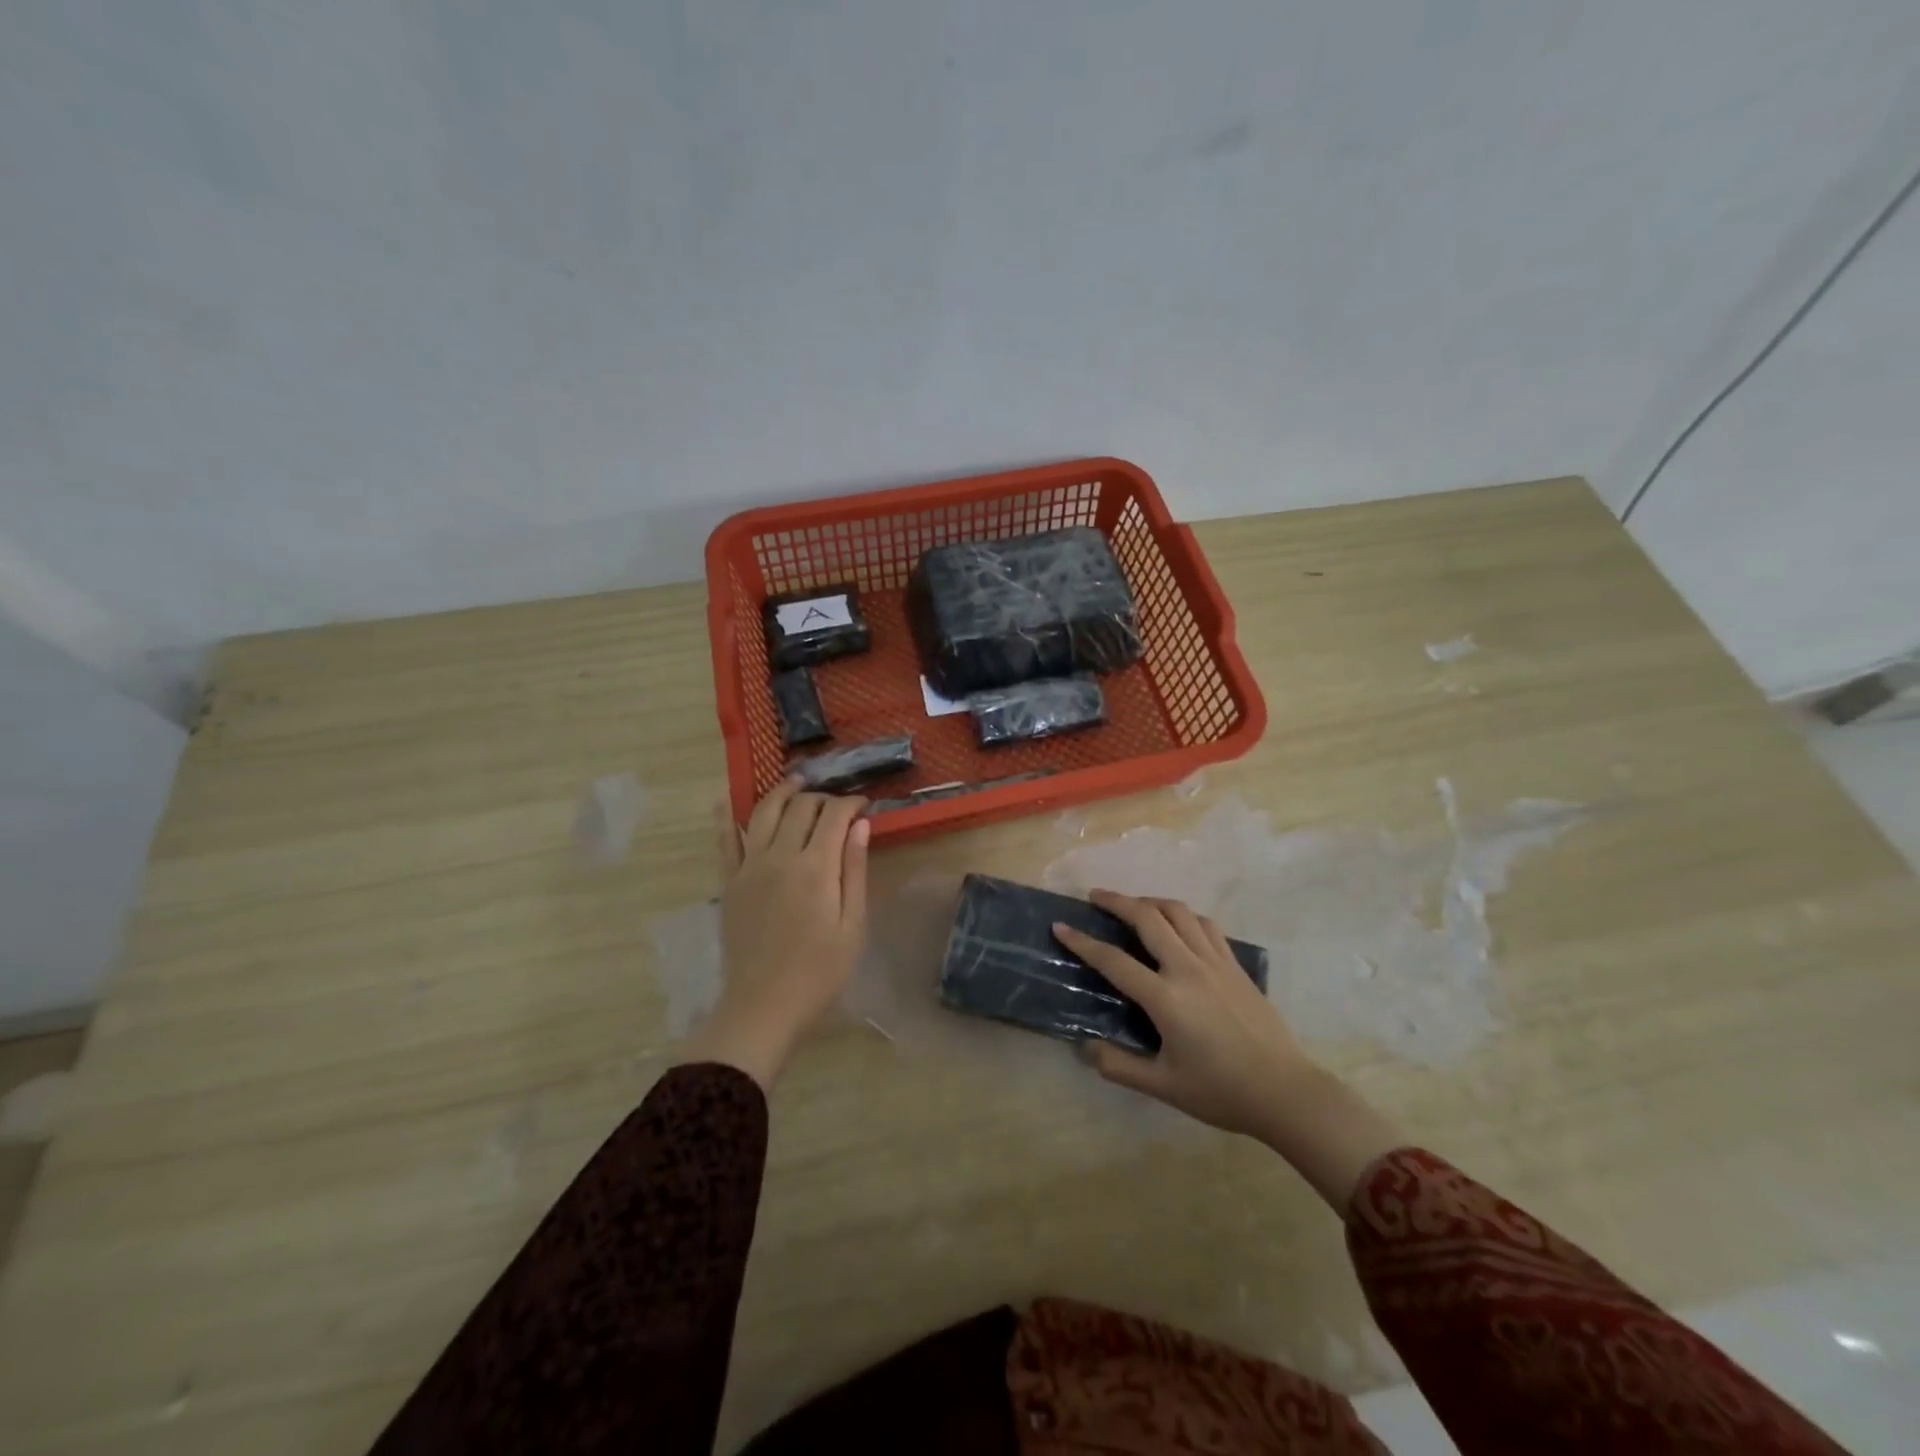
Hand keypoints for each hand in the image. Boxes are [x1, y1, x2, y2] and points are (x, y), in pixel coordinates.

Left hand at [679, 777, 870, 1089]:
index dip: (851, 803)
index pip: (834, 815)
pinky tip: (728, 800)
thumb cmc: (819, 971)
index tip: (864, 805)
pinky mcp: (730, 881)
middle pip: (800, 807)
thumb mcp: (852, 925)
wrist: (763, 1006)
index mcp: (816, 868)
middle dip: (821, 797)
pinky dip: (726, 816)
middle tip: (836, 806)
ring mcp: (749, 866)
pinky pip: (725, 840)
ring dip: (781, 792)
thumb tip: (860, 824)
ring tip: (795, 784)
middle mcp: (780, 856)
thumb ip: (855, 870)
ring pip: (763, 812)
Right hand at [1053, 891, 1313, 1136]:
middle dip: (1116, 901)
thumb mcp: (1163, 1086)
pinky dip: (1184, 915)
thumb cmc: (1221, 1091)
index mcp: (1165, 997)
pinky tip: (1178, 925)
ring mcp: (1215, 962)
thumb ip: (1119, 1066)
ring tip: (1135, 906)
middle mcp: (1188, 968)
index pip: (1113, 960)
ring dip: (1150, 901)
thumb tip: (1085, 1048)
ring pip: (1178, 912)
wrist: (1285, 1091)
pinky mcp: (1235, 965)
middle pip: (1147, 917)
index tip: (1060, 926)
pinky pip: (1205, 925)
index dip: (1082, 942)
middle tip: (1096, 897)